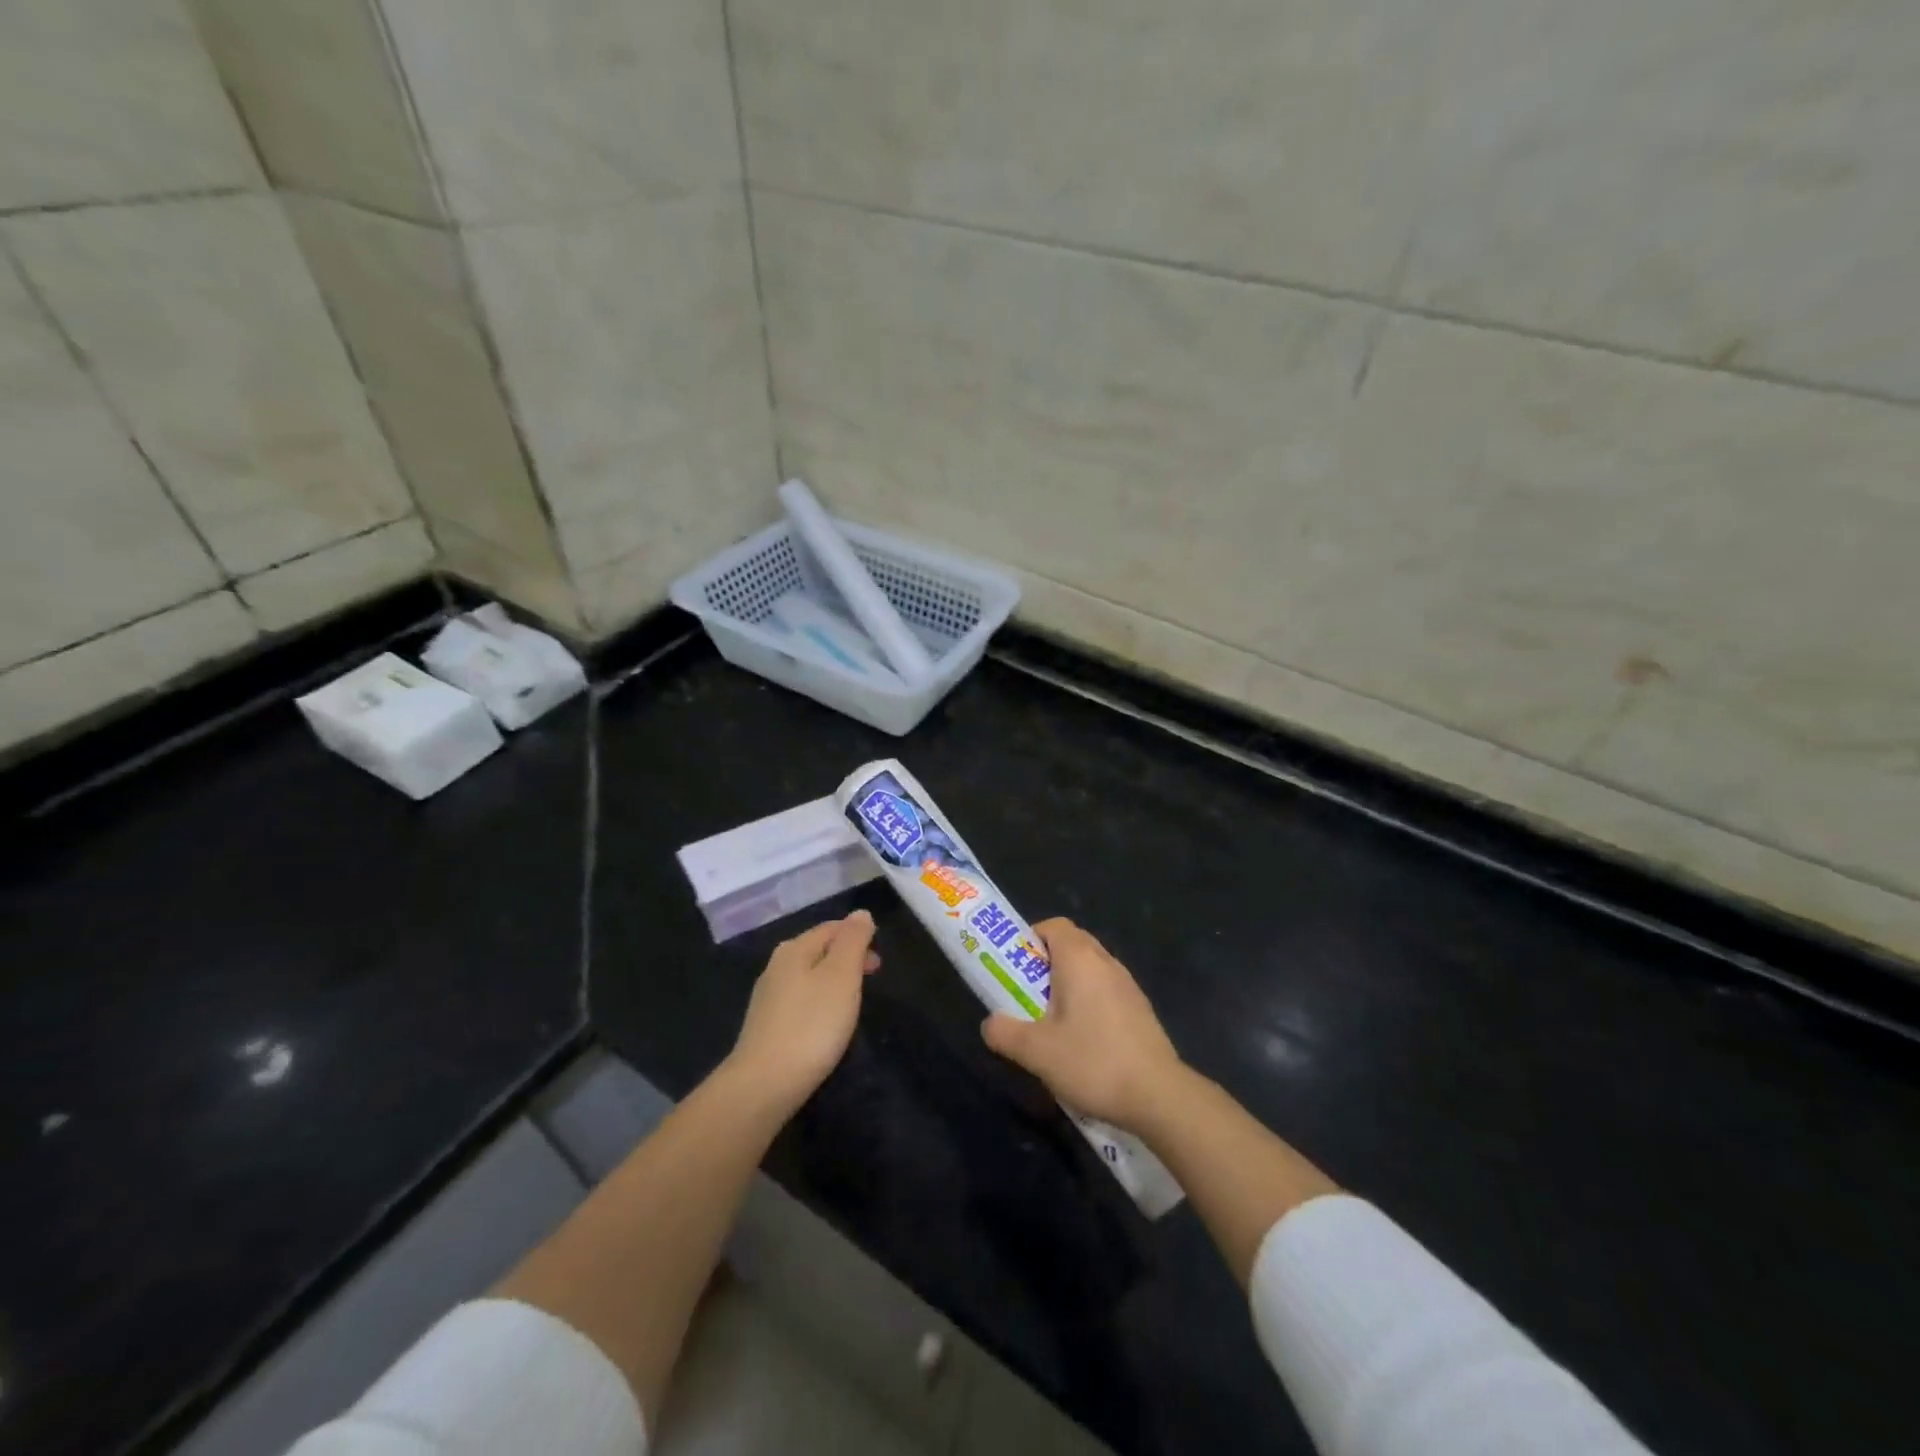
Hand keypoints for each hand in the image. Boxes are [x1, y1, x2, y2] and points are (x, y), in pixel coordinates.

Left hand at [728, 911, 879, 1115]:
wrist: (764, 1084)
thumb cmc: (812, 1025)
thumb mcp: (842, 976)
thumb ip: (853, 941)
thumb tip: (860, 913)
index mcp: (794, 949)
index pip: (831, 928)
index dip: (858, 936)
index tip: (879, 961)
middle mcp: (776, 966)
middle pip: (818, 950)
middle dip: (847, 958)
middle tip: (872, 978)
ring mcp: (768, 997)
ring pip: (809, 976)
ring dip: (834, 980)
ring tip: (853, 1001)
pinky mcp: (766, 1025)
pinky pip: (800, 1000)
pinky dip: (819, 1002)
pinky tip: (826, 1023)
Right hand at [979, 918, 1184, 1132]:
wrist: (1158, 1095)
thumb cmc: (1092, 1061)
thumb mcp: (1036, 1052)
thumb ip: (1005, 1032)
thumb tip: (990, 1024)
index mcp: (1080, 959)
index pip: (1054, 926)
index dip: (1031, 939)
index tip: (1015, 967)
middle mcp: (1106, 963)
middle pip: (1072, 945)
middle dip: (1046, 964)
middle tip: (1027, 995)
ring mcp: (1128, 986)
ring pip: (1091, 970)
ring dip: (1069, 986)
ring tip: (1052, 1023)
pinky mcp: (1141, 1010)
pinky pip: (1107, 992)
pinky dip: (1090, 1003)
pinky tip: (1084, 1042)